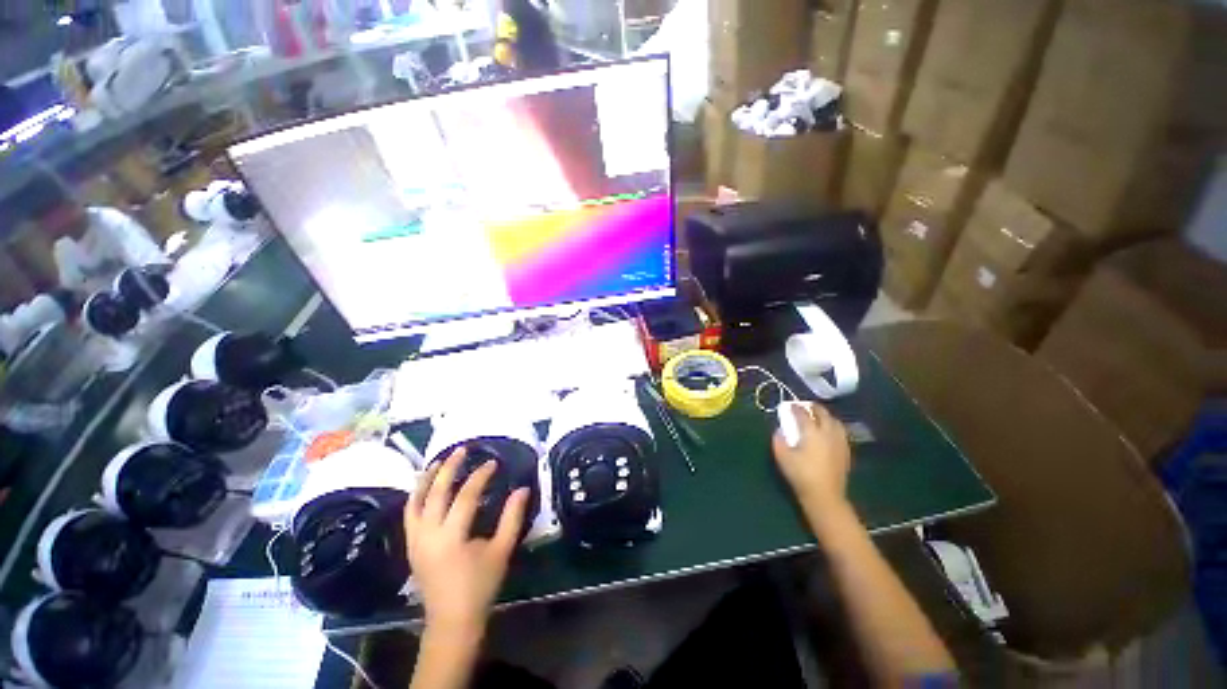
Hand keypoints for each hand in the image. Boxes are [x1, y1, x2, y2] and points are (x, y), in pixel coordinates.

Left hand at [404, 448, 528, 635]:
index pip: (465, 496)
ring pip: (415, 502)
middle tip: (462, 450)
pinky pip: (409, 514)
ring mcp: (415, 540)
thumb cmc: (480, 585)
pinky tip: (425, 487)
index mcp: (451, 537)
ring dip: (426, 479)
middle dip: (449, 468)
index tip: (493, 463)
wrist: (451, 620)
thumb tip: (522, 489)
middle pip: (436, 493)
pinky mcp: (410, 545)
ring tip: (438, 461)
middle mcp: (428, 535)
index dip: (480, 476)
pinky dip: (416, 496)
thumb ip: (512, 518)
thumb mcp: (501, 550)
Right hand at [771, 402, 851, 516]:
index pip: (803, 413)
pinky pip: (840, 432)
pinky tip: (827, 432)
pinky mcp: (845, 451)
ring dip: (825, 416)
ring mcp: (839, 442)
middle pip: (822, 413)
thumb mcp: (782, 457)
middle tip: (804, 406)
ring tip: (817, 417)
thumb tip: (780, 431)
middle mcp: (828, 433)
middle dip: (812, 407)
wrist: (825, 496)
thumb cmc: (801, 474)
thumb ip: (778, 440)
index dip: (795, 408)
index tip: (788, 406)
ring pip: (835, 421)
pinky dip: (832, 426)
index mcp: (812, 432)